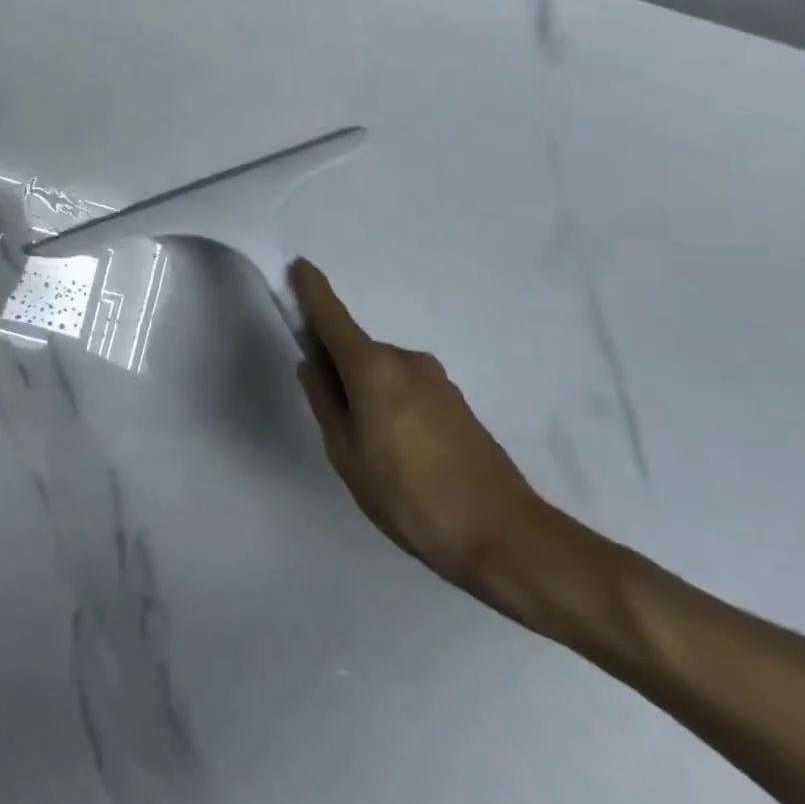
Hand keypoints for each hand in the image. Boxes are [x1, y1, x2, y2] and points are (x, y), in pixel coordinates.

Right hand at [290, 259, 543, 596]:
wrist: (505, 538)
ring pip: (382, 374)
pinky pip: (407, 391)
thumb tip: (314, 366)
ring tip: (372, 452)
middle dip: (337, 369)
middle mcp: (407, 362)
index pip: (333, 318)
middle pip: (357, 351)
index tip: (299, 265)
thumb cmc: (408, 495)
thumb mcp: (346, 453)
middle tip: (334, 423)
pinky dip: (391, 406)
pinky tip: (401, 456)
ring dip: (366, 394)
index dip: (312, 291)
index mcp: (373, 368)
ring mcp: (438, 382)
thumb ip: (325, 402)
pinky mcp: (458, 405)